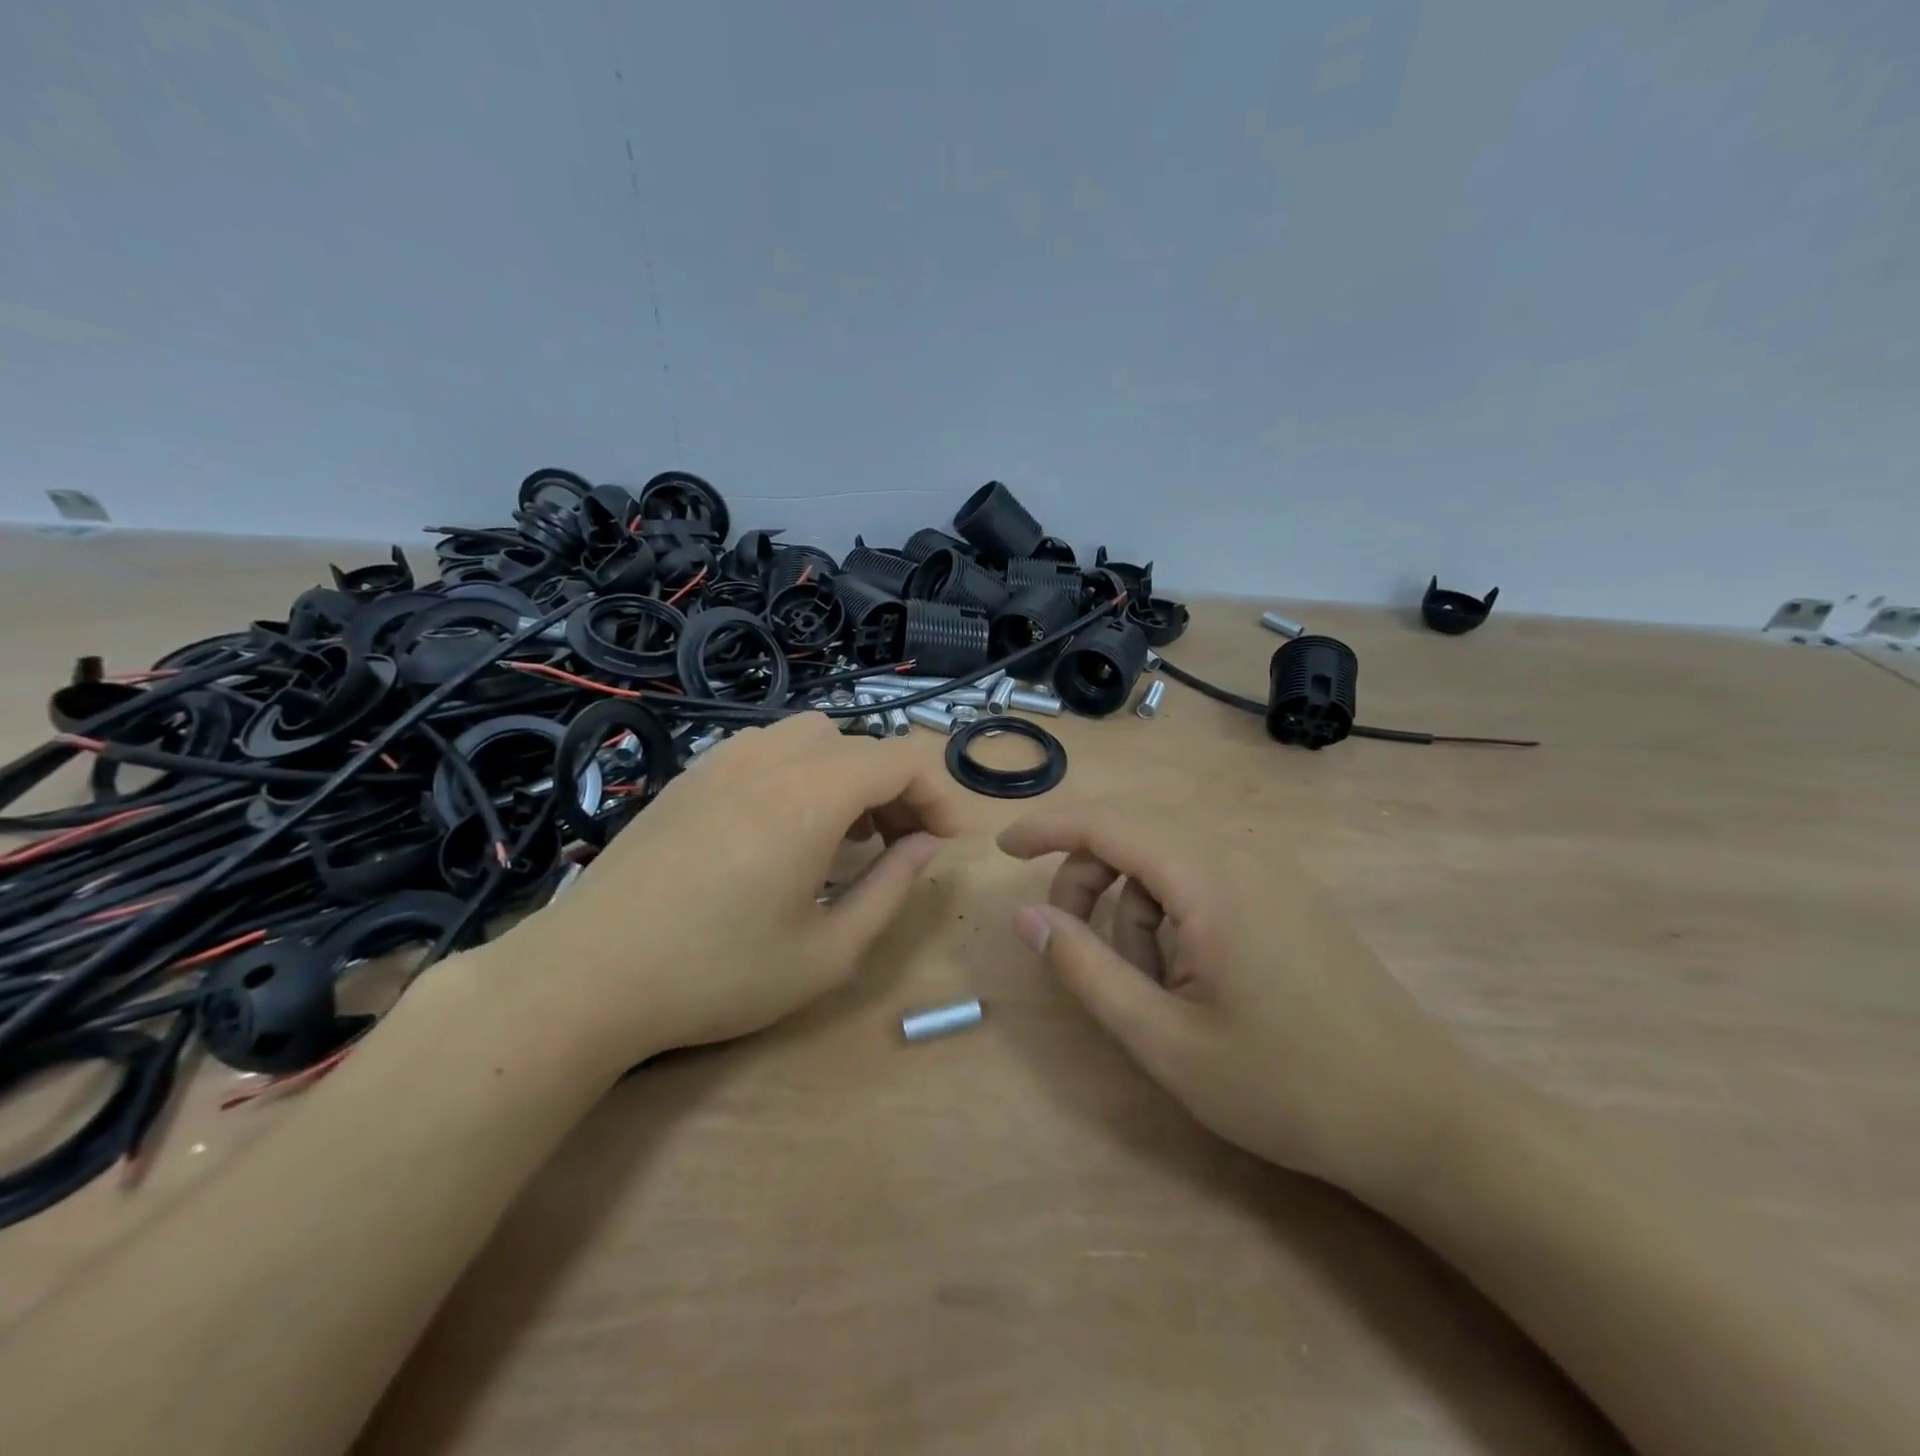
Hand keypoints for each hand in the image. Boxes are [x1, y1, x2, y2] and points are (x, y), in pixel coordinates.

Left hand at [500, 712, 963, 1068]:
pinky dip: (801, 772)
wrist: (588, 974)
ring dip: (848, 774)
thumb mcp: (828, 952)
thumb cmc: (718, 973)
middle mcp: (772, 759)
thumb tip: (928, 844)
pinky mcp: (691, 775)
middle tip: (902, 846)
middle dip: (897, 789)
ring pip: (813, 737)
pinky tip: (784, 828)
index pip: (901, 760)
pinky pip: (768, 749)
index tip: (946, 842)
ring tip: (846, 834)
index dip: (938, 794)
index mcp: (812, 795)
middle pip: (860, 746)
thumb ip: (893, 888)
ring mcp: (724, 760)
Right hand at [997, 805, 1479, 1198]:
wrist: (1423, 1118)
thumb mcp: (1163, 1039)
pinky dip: (1172, 911)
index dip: (1048, 827)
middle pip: (1136, 834)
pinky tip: (1190, 973)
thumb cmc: (1284, 1087)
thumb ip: (1085, 968)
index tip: (1003, 850)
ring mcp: (1273, 872)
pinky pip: (1204, 876)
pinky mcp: (1289, 895)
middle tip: (1075, 946)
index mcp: (1210, 879)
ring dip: (1135, 905)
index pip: (1108, 823)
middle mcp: (1242, 855)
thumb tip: (1027, 914)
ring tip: (1152, 984)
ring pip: (1168, 858)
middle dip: (1089, 879)